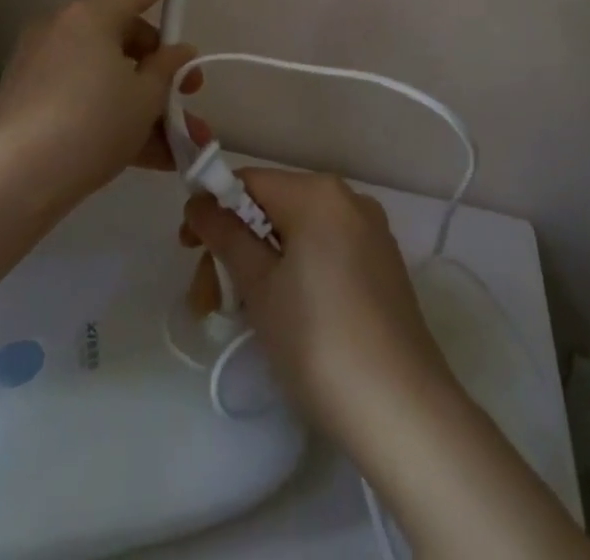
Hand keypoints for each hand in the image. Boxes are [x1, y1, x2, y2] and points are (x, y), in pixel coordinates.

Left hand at [0, 0, 209, 209]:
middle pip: (125, 32)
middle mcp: (63, 28)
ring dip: (144, 100)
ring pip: (106, 71)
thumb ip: (168, 69)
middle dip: (161, 63)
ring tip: (180, 141)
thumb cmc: (89, 127)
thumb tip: (177, 53)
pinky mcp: (26, 98)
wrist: (7, 187)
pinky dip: (113, 115)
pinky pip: (83, 95)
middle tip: (189, 91)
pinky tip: (150, 155)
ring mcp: (40, 63)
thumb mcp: (144, 99)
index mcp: (91, 14)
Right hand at [182, 169, 452, 444]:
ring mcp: (371, 231)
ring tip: (238, 315)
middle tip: (207, 301)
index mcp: (318, 193)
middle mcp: (348, 199)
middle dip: (235, 246)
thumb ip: (226, 236)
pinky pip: (326, 250)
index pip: (250, 181)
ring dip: (261, 264)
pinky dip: (295, 270)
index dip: (213, 209)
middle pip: (274, 207)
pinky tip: (283, 314)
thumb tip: (200, 202)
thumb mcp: (260, 287)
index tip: (187, 249)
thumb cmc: (318, 340)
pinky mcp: (382, 264)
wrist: (402, 408)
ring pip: (299, 233)